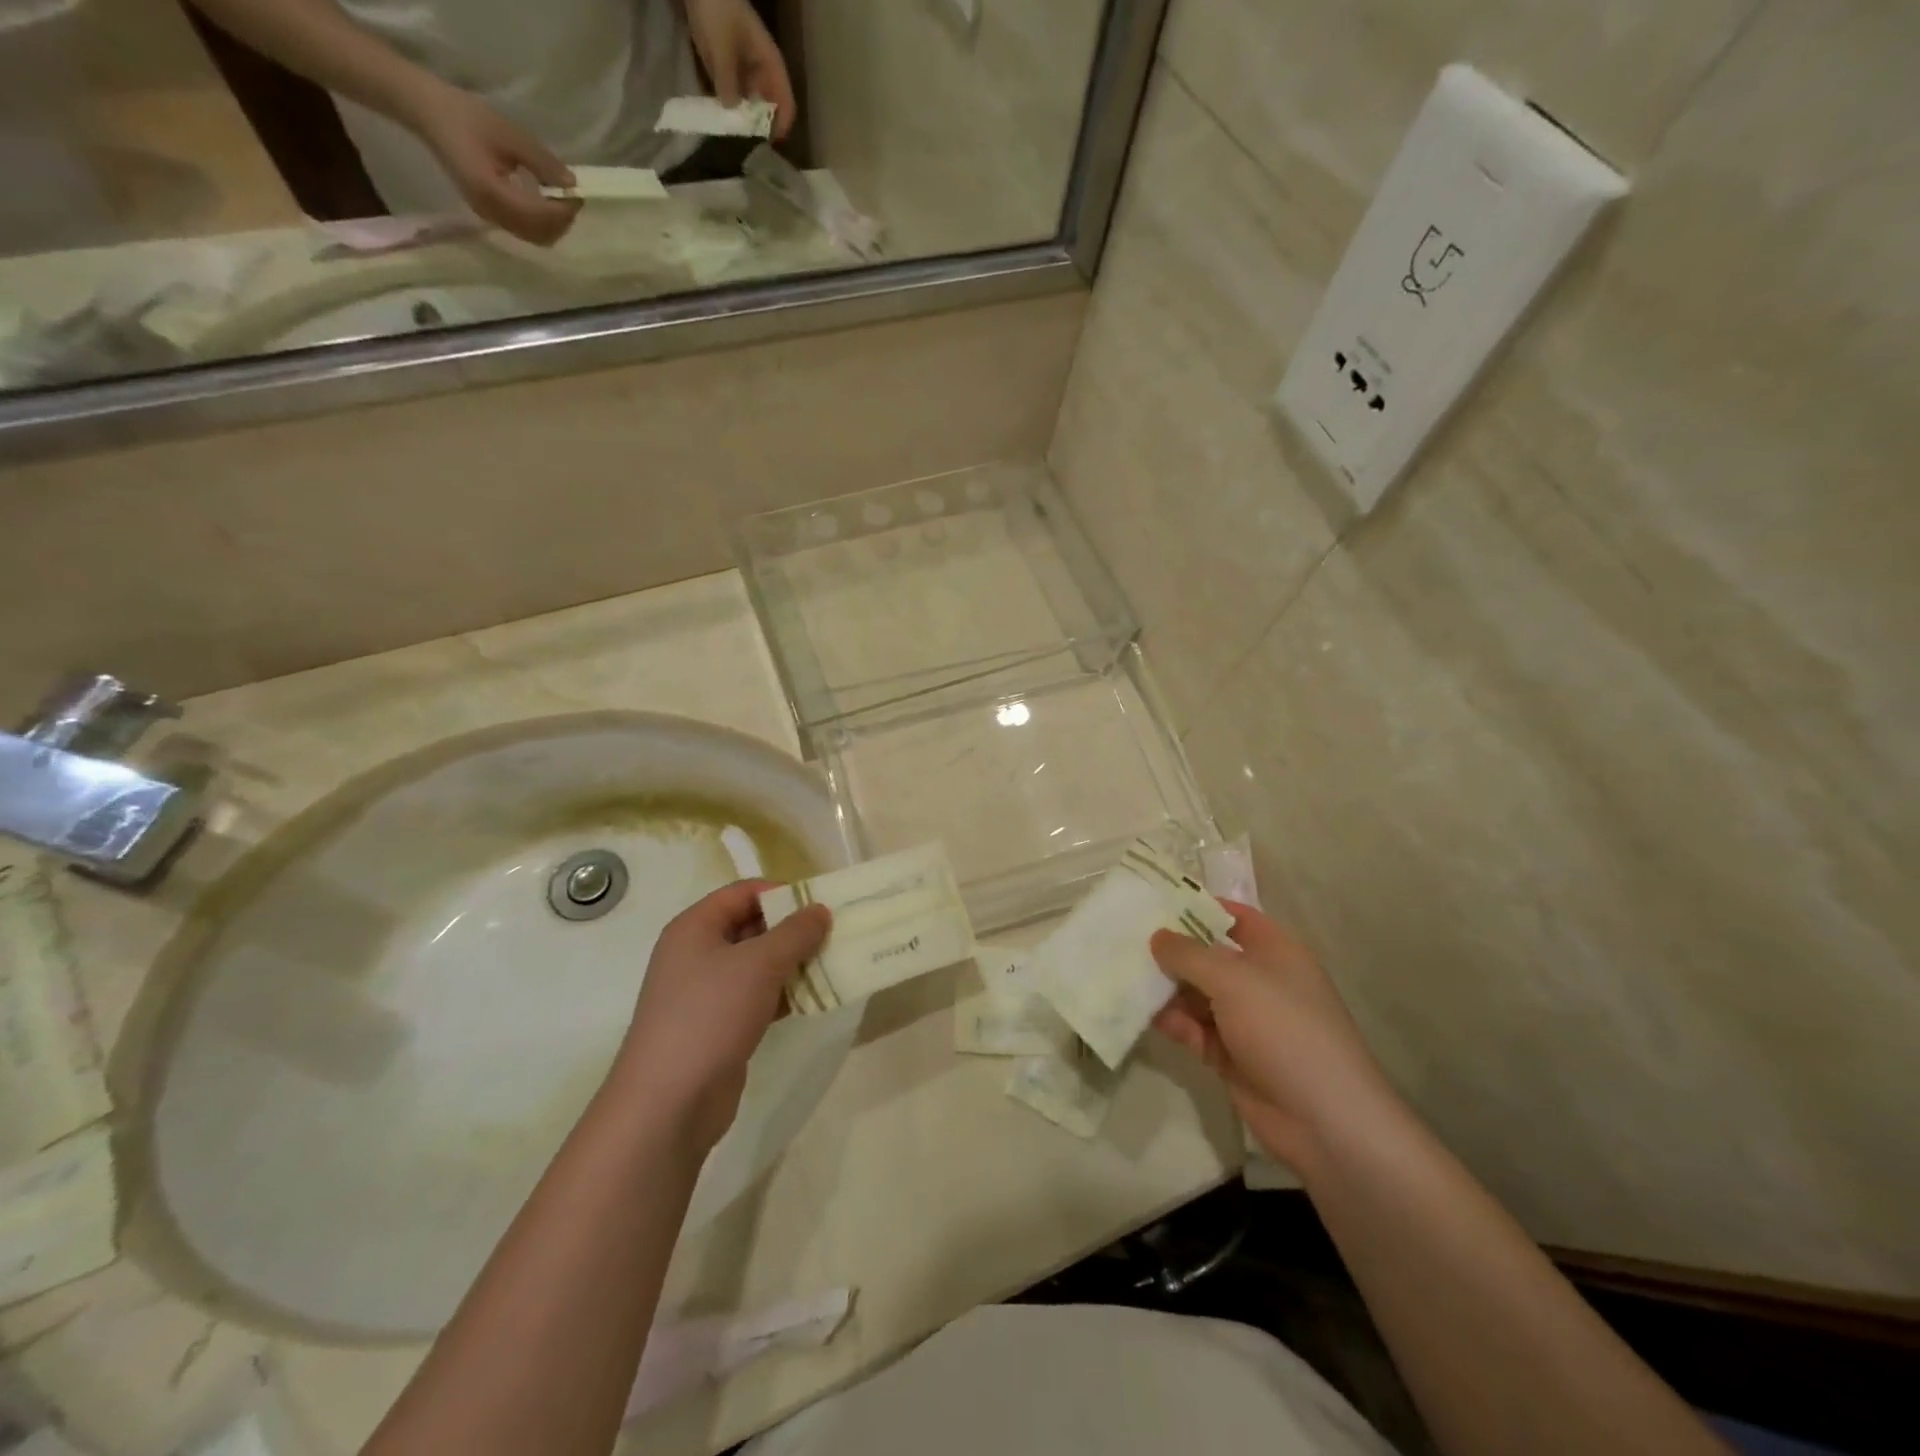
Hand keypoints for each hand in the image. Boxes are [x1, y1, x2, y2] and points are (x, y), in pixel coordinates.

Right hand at [405, 80, 580, 244]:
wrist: (424, 110)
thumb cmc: (463, 115)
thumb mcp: (508, 133)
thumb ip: (541, 162)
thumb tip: (571, 184)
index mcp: (493, 194)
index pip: (540, 217)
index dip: (564, 211)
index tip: (577, 195)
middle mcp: (491, 213)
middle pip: (540, 235)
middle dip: (561, 221)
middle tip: (571, 198)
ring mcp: (488, 216)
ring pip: (533, 236)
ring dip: (552, 224)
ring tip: (559, 199)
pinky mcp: (487, 213)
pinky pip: (523, 229)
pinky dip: (539, 222)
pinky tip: (543, 201)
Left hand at [613, 880, 829, 1150]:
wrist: (668, 1103)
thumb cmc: (710, 1015)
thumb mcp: (760, 964)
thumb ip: (795, 933)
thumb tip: (820, 910)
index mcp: (695, 927)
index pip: (743, 893)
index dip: (781, 893)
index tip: (821, 904)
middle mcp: (696, 954)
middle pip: (752, 926)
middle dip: (793, 929)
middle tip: (834, 934)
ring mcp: (706, 993)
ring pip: (758, 964)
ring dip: (793, 963)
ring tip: (833, 964)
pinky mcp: (718, 1026)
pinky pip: (757, 997)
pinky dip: (784, 994)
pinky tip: (815, 999)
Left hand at [685, 0, 796, 139]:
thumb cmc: (718, 10)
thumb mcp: (723, 46)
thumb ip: (727, 81)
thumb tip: (732, 112)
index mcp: (771, 66)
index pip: (786, 104)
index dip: (781, 126)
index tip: (769, 145)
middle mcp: (761, 74)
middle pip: (767, 110)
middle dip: (758, 128)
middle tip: (746, 147)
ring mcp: (744, 73)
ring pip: (749, 106)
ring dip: (741, 121)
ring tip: (732, 139)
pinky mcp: (727, 71)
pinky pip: (731, 96)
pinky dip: (727, 109)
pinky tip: (720, 121)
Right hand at [1151, 903, 1400, 1178]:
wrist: (1324, 1120)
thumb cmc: (1284, 1029)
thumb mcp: (1233, 980)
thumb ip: (1189, 954)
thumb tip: (1157, 936)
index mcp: (1275, 952)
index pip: (1233, 916)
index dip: (1198, 906)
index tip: (1153, 901)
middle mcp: (1260, 981)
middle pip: (1208, 955)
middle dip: (1171, 949)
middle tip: (1124, 938)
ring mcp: (1245, 1020)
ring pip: (1196, 993)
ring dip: (1165, 987)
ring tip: (1123, 974)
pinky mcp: (1230, 1055)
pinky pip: (1193, 1028)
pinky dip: (1171, 1021)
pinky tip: (1141, 1013)